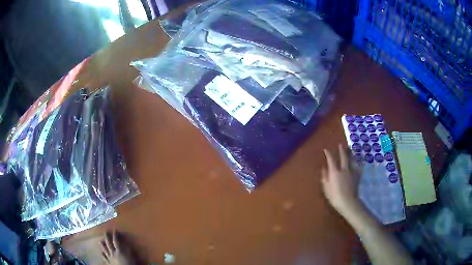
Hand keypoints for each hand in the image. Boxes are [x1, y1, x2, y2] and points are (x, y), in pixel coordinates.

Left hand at [100, 230, 135, 264]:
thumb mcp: (132, 258)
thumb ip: (128, 250)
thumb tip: (126, 244)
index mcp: (119, 251)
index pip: (116, 241)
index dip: (115, 235)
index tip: (114, 229)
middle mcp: (113, 253)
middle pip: (108, 243)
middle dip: (107, 237)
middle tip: (106, 231)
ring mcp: (109, 258)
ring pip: (104, 250)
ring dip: (102, 245)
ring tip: (100, 240)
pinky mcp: (108, 263)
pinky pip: (104, 258)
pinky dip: (102, 254)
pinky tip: (101, 253)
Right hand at [321, 144, 362, 217]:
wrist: (348, 202)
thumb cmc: (334, 196)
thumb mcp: (326, 188)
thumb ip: (324, 177)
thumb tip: (323, 168)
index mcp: (334, 172)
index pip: (331, 159)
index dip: (328, 153)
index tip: (326, 149)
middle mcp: (344, 169)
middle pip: (343, 156)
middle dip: (341, 150)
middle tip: (341, 144)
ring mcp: (352, 172)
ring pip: (352, 159)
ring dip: (350, 153)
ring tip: (350, 149)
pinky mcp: (357, 176)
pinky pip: (357, 166)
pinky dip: (357, 162)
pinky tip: (357, 161)